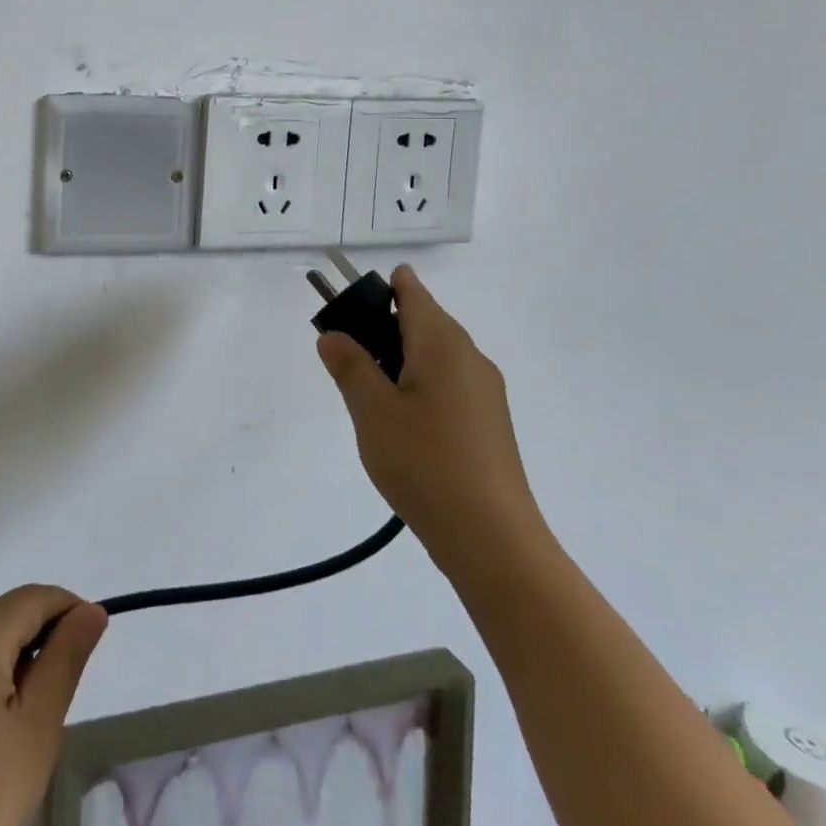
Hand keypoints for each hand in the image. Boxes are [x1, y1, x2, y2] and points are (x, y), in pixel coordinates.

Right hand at [316, 266, 543, 567]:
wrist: (492, 538)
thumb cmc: (424, 463)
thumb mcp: (372, 411)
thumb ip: (349, 366)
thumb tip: (333, 335)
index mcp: (442, 343)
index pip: (412, 292)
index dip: (381, 287)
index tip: (350, 300)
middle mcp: (470, 357)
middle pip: (425, 321)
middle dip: (385, 325)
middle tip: (347, 351)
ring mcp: (486, 391)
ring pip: (438, 354)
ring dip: (402, 357)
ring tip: (369, 389)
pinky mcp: (490, 422)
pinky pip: (450, 382)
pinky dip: (422, 383)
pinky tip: (403, 420)